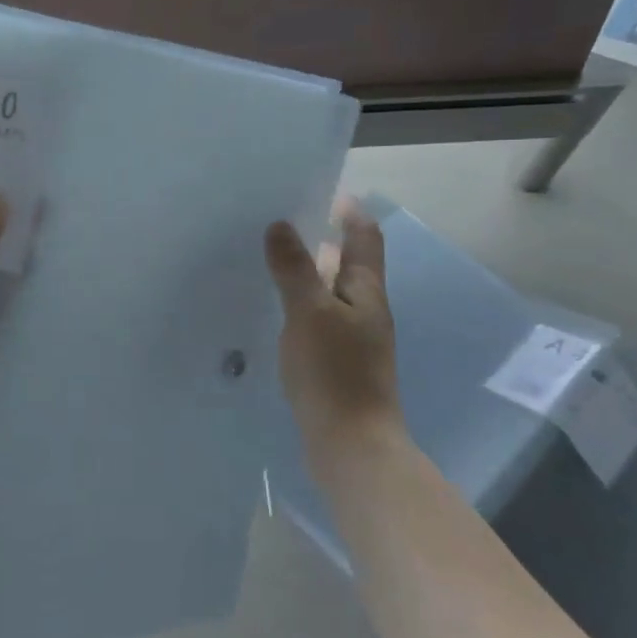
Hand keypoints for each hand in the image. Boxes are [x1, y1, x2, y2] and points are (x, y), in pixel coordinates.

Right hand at [265, 198, 402, 478]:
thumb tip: (280, 225)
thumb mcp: (309, 313)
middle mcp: (365, 310)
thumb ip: (295, 268)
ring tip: (270, 262)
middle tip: (281, 223)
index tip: (324, 193)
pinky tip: (274, 312)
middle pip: (348, 265)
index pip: (364, 239)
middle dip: (321, 241)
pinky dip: (300, 307)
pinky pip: (318, 321)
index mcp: (366, 292)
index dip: (350, 213)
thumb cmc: (334, 372)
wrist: (351, 444)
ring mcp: (353, 340)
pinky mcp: (337, 365)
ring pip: (330, 294)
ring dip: (308, 275)